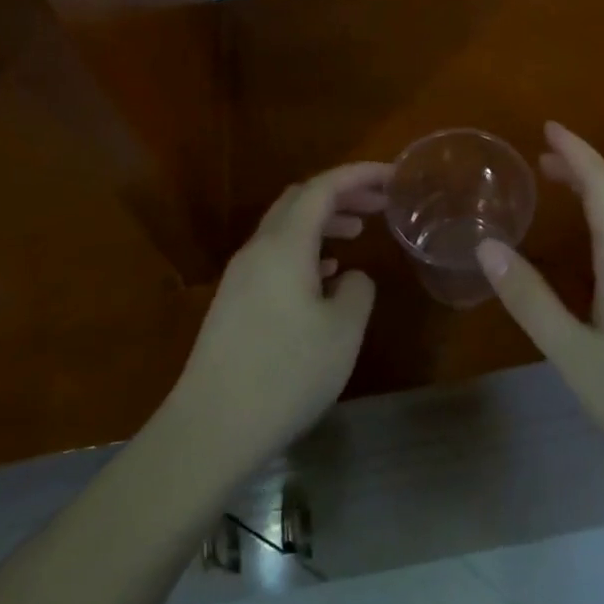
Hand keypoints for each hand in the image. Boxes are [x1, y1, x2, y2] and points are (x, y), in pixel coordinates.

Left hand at [164, 162, 390, 476]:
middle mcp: (258, 249)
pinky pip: (275, 255)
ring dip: (323, 221)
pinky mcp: (234, 302)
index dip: (360, 174)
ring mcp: (241, 276)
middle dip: (342, 193)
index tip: (392, 176)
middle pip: (300, 200)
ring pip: (286, 227)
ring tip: (358, 232)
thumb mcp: (343, 331)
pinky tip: (324, 277)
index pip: (324, 187)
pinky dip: (305, 250)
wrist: (211, 428)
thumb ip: (357, 290)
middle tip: (379, 203)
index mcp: (285, 245)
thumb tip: (349, 277)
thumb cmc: (286, 374)